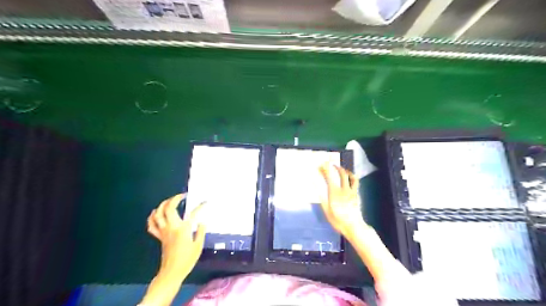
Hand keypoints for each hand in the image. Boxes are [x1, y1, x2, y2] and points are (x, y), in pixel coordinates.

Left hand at [147, 194, 206, 276]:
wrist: (172, 272)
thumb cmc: (187, 260)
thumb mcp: (198, 246)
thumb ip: (201, 232)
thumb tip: (202, 222)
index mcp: (183, 229)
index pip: (193, 214)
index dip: (200, 207)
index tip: (205, 202)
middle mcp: (171, 227)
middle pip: (169, 208)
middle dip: (175, 199)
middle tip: (182, 196)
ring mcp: (163, 231)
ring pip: (158, 214)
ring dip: (163, 205)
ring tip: (169, 201)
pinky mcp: (159, 237)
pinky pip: (152, 225)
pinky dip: (152, 217)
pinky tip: (155, 212)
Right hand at [321, 164, 365, 237]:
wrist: (354, 226)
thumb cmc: (337, 220)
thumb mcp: (326, 210)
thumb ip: (321, 196)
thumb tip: (315, 187)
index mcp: (334, 192)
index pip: (329, 176)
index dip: (325, 169)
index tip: (321, 165)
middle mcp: (344, 189)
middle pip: (340, 173)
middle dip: (334, 166)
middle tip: (330, 164)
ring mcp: (352, 191)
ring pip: (350, 176)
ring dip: (345, 170)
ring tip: (340, 168)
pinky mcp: (357, 194)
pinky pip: (355, 182)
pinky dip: (352, 177)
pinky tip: (349, 178)